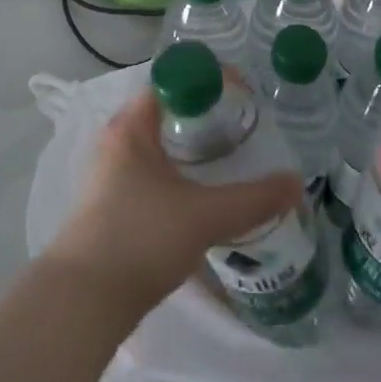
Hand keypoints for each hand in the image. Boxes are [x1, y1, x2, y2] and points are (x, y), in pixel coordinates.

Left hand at [44, 91, 301, 317]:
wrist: (85, 301)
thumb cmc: (141, 238)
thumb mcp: (204, 216)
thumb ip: (252, 200)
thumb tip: (296, 184)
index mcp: (131, 127)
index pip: (171, 82)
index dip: (207, 81)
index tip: (242, 93)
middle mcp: (117, 141)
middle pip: (166, 113)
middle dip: (204, 115)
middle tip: (243, 124)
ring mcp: (111, 174)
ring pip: (159, 146)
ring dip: (191, 148)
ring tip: (231, 156)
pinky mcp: (112, 205)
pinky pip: (152, 172)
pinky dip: (179, 173)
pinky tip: (203, 193)